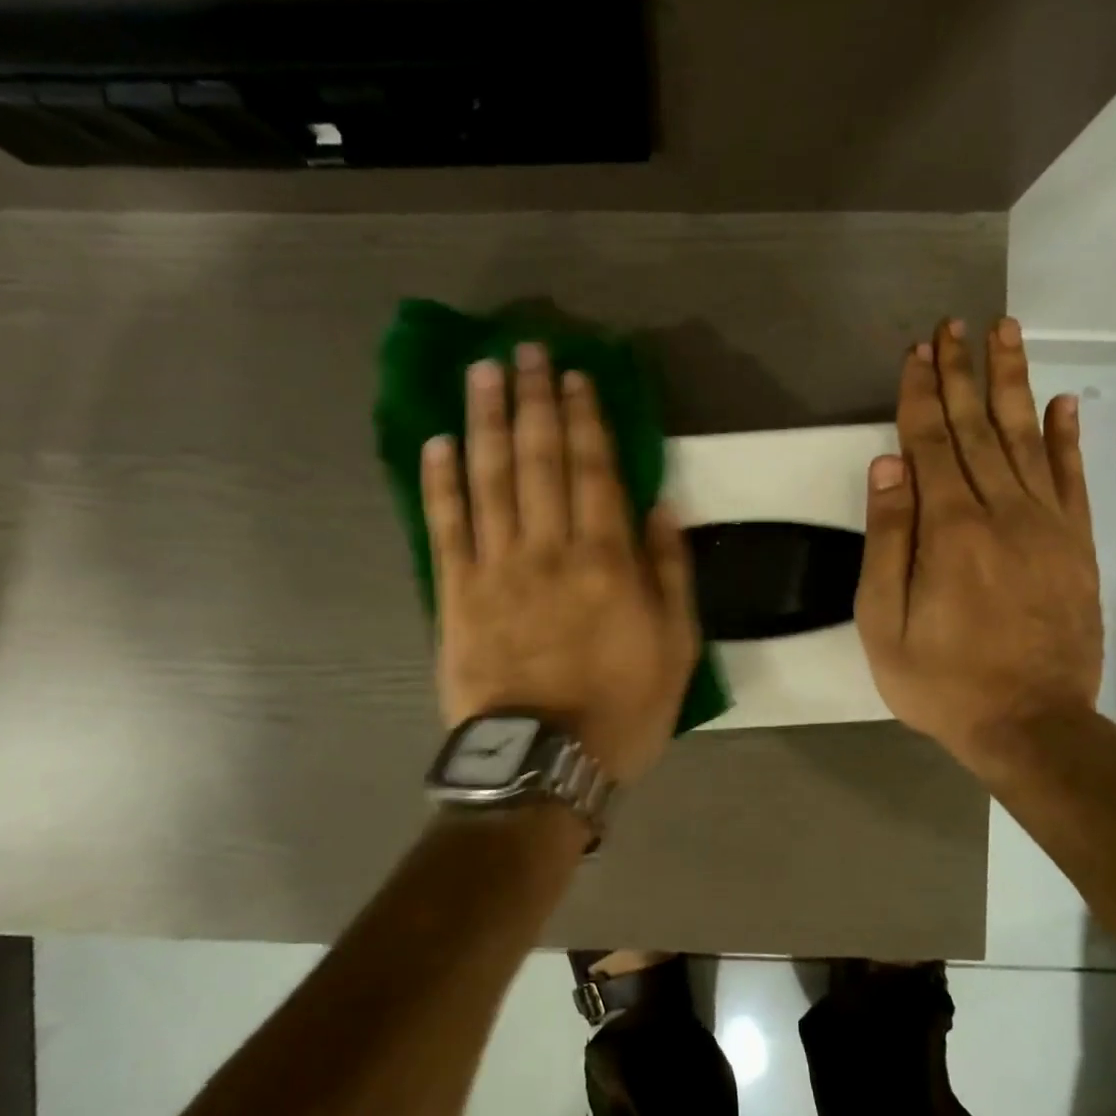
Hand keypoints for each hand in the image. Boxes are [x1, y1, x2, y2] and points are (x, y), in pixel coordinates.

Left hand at [422, 343, 699, 782]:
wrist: (543, 764)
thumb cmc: (620, 710)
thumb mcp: (677, 649)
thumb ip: (670, 572)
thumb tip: (661, 506)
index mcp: (607, 560)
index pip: (594, 470)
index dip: (584, 418)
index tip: (575, 377)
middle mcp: (549, 549)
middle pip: (539, 460)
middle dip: (534, 401)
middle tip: (525, 351)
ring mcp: (496, 569)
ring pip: (489, 479)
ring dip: (486, 421)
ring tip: (481, 373)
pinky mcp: (455, 595)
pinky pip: (445, 528)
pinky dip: (440, 482)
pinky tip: (438, 443)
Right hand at [855, 316, 1102, 783]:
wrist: (1031, 723)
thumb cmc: (941, 680)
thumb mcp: (884, 622)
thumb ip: (887, 540)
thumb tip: (888, 466)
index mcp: (949, 529)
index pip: (930, 444)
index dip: (920, 395)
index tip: (916, 352)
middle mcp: (1001, 512)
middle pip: (977, 428)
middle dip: (961, 373)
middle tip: (955, 325)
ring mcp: (1046, 525)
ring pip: (1027, 438)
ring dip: (1012, 383)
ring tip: (1006, 333)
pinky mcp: (1075, 545)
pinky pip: (1072, 478)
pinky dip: (1066, 436)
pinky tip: (1061, 401)